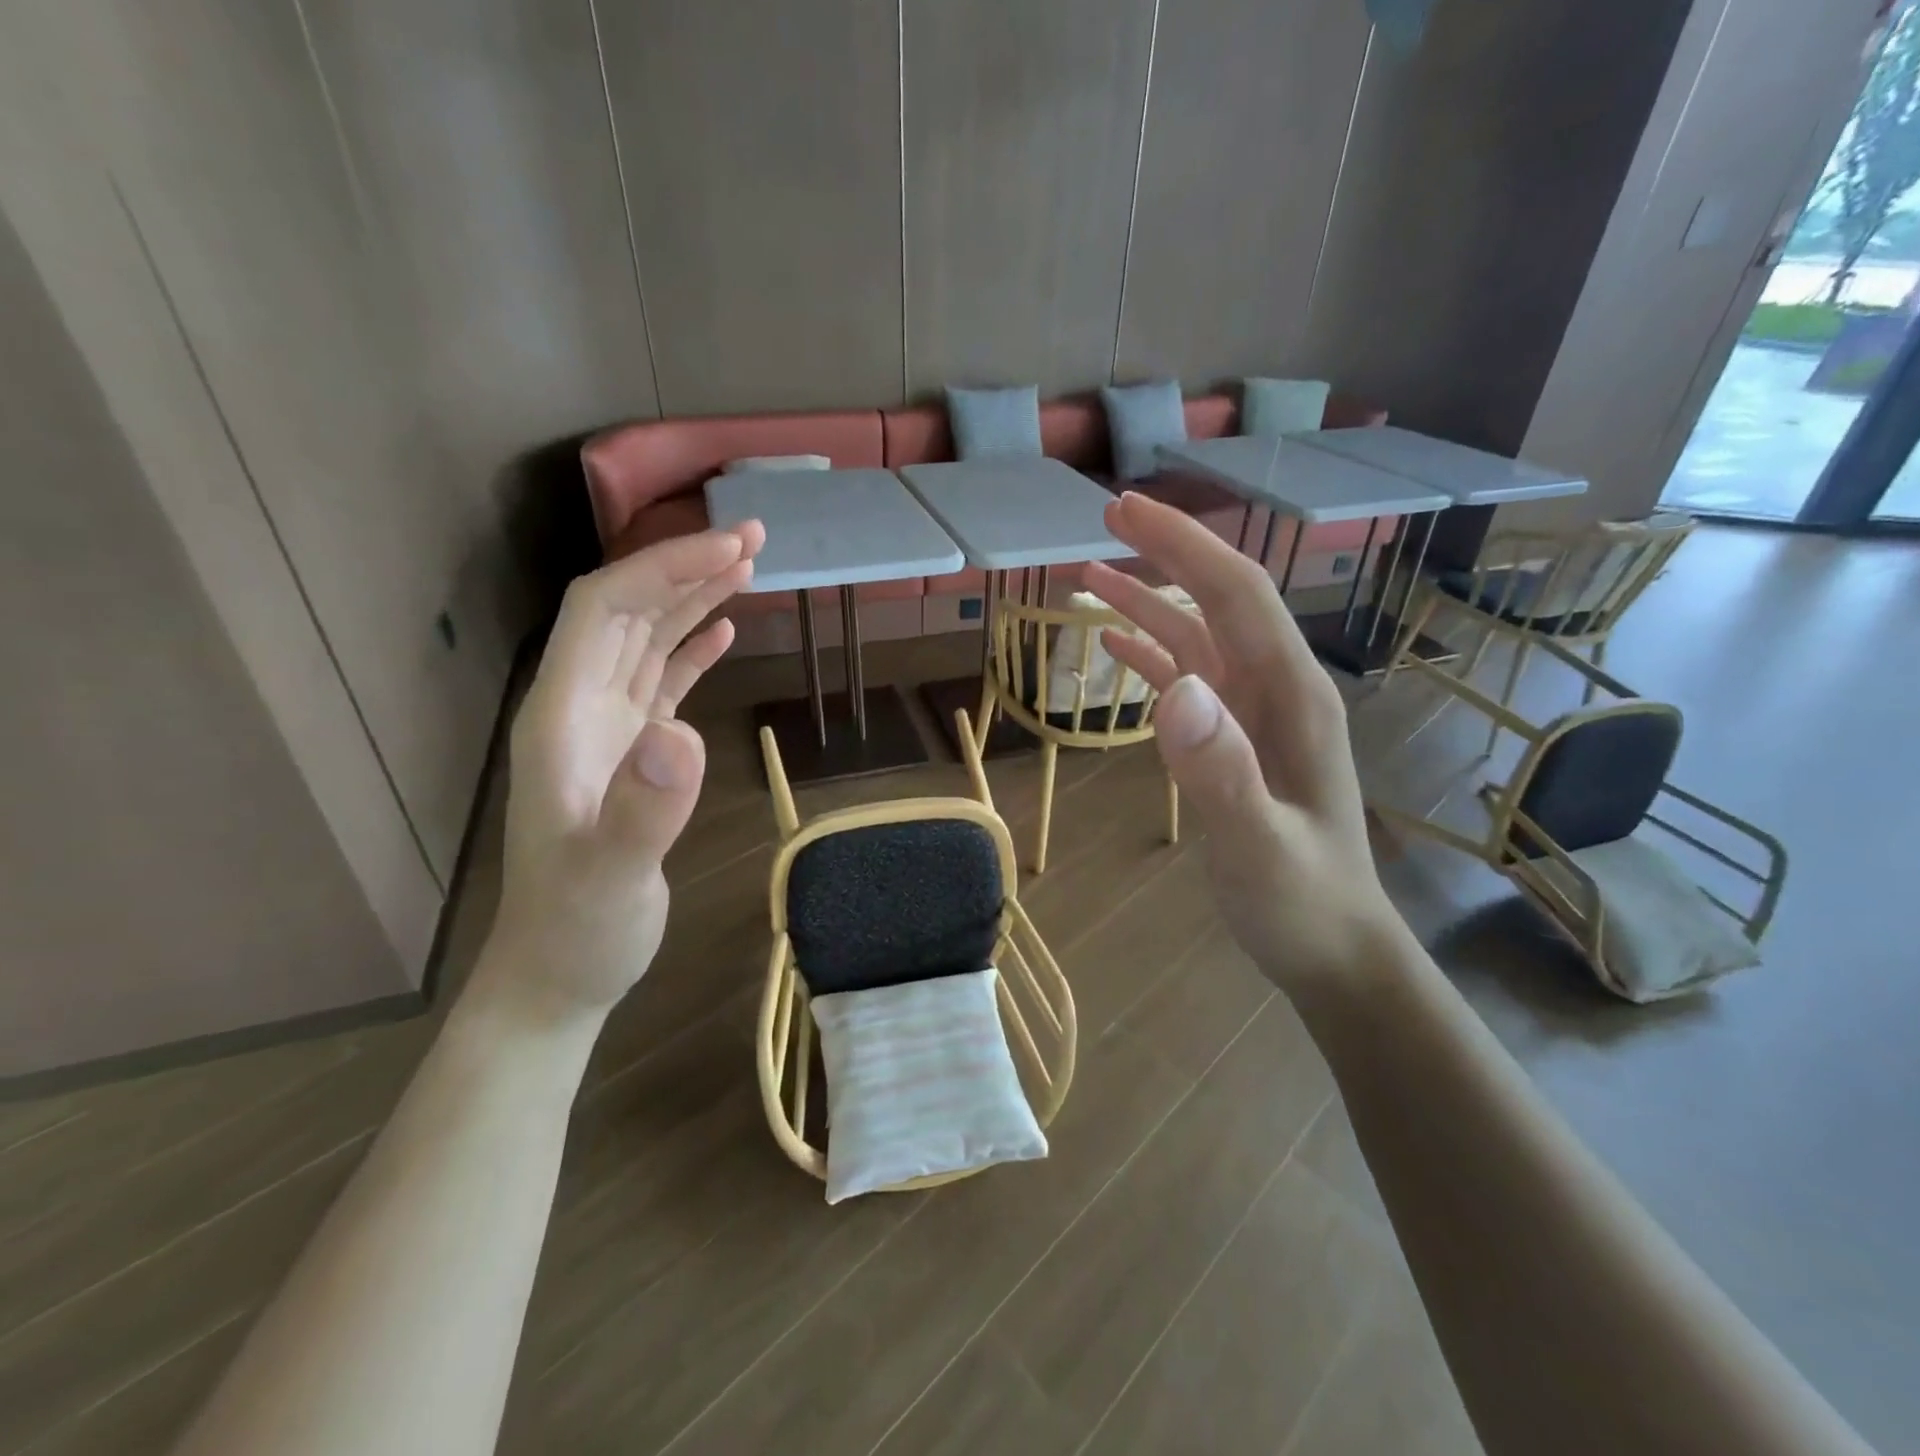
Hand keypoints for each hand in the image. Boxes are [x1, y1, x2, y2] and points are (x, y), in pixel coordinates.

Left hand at [484, 523, 765, 1019]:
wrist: (559, 973)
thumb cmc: (579, 929)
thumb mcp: (611, 878)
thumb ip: (643, 810)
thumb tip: (682, 734)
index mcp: (563, 716)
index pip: (605, 611)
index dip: (661, 568)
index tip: (727, 550)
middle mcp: (579, 707)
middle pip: (627, 611)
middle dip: (684, 566)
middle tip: (754, 539)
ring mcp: (606, 729)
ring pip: (646, 639)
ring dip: (692, 598)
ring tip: (748, 566)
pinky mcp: (634, 752)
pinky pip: (661, 680)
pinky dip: (692, 647)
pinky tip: (723, 630)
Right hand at [1084, 495, 1407, 996]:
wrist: (1331, 946)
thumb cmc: (1301, 900)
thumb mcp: (1259, 847)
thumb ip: (1220, 772)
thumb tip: (1175, 690)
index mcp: (1291, 695)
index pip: (1236, 594)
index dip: (1183, 544)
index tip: (1126, 509)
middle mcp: (1275, 688)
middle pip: (1218, 600)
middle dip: (1167, 552)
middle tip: (1106, 517)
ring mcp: (1253, 713)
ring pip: (1197, 636)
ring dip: (1148, 600)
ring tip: (1090, 573)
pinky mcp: (1232, 739)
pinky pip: (1188, 679)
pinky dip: (1150, 653)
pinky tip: (1115, 644)